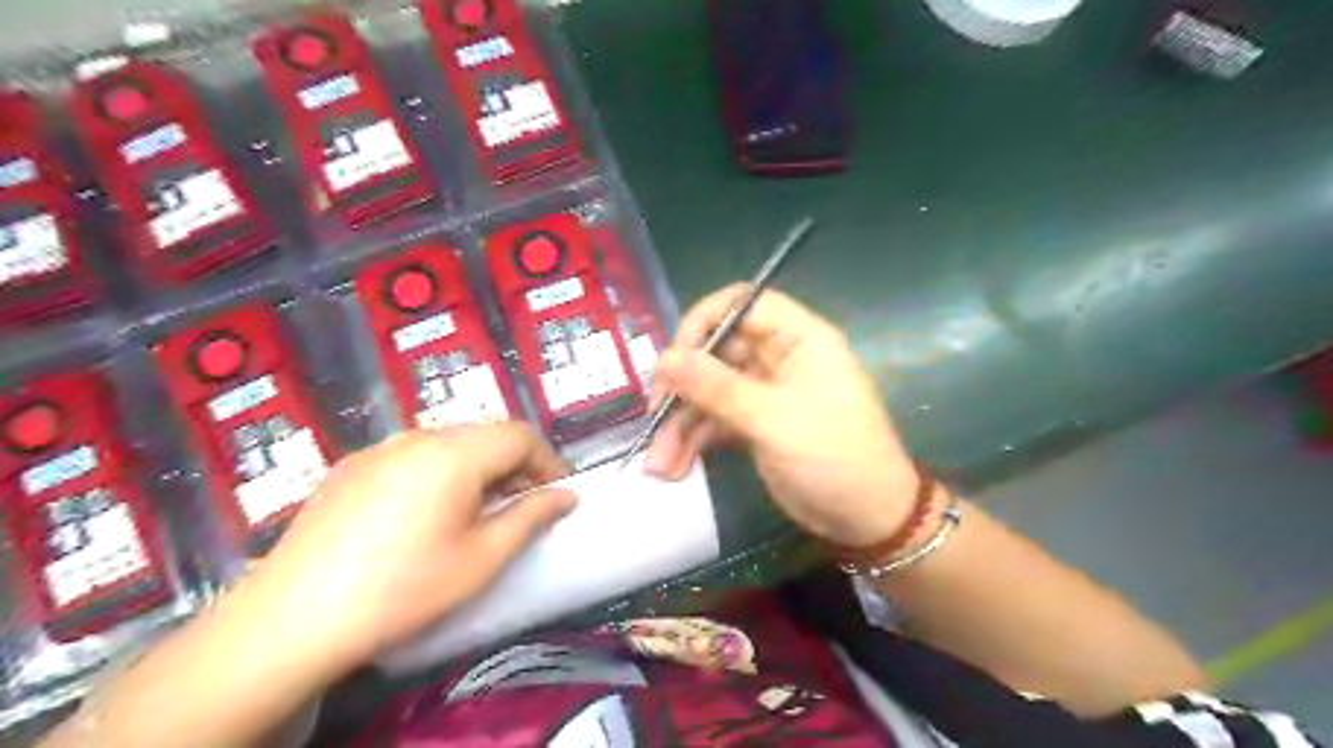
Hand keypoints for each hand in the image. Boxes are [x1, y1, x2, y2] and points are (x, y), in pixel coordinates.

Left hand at [251, 428, 576, 670]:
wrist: (292, 618)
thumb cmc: (403, 589)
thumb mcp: (482, 559)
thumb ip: (531, 517)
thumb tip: (566, 495)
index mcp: (455, 454)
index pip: (520, 435)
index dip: (548, 461)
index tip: (556, 495)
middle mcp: (418, 437)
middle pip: (484, 434)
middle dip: (514, 465)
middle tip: (520, 507)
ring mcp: (380, 448)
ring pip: (448, 443)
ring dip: (477, 468)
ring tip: (475, 511)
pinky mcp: (351, 466)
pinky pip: (412, 455)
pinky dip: (438, 472)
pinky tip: (423, 515)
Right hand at [645, 288, 917, 548]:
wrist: (868, 519)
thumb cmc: (834, 457)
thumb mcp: (774, 421)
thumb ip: (718, 388)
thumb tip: (664, 359)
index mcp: (798, 339)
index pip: (742, 305)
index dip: (703, 323)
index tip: (674, 359)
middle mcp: (778, 358)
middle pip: (716, 352)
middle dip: (681, 386)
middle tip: (655, 415)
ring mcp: (764, 393)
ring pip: (708, 392)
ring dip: (680, 425)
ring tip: (658, 464)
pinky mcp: (754, 425)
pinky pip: (714, 422)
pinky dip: (692, 442)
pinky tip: (673, 468)